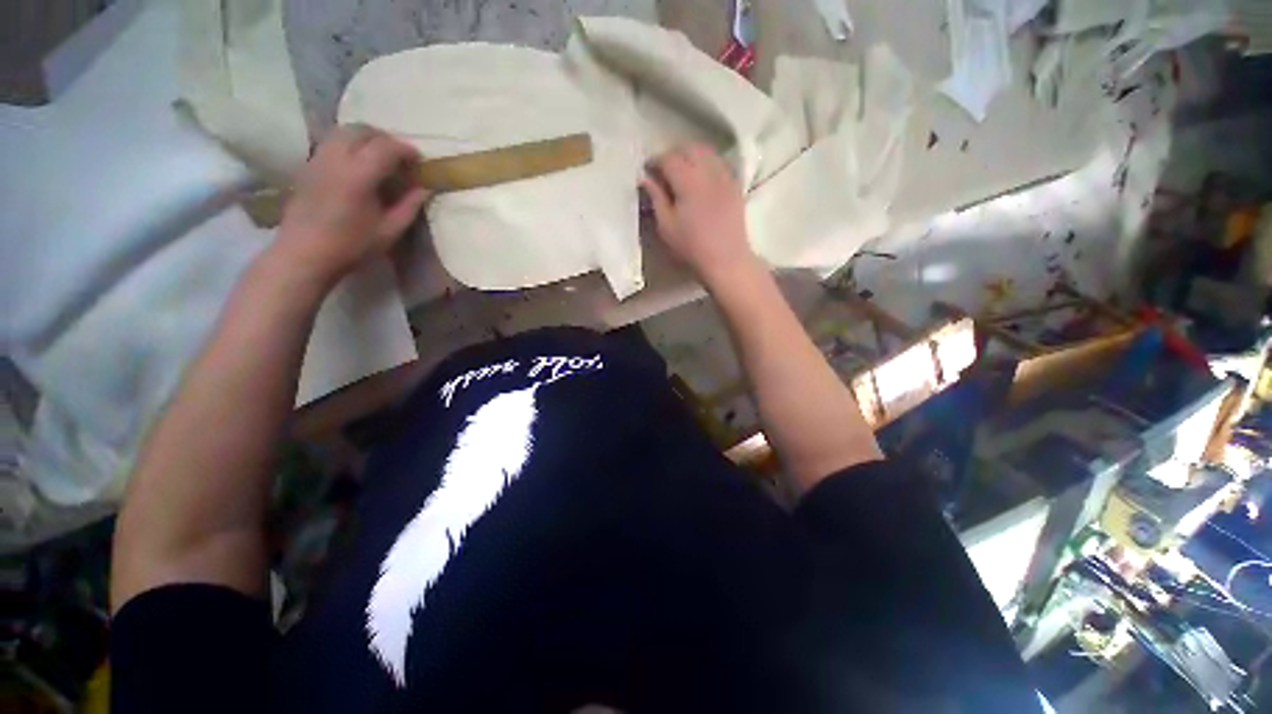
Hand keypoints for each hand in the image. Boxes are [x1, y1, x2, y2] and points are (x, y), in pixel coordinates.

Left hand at [276, 125, 430, 286]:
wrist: (304, 252)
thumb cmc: (351, 245)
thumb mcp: (389, 230)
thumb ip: (409, 206)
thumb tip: (425, 189)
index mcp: (358, 175)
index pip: (385, 147)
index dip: (405, 149)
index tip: (419, 159)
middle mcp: (336, 158)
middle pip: (361, 130)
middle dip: (385, 138)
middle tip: (400, 156)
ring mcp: (318, 158)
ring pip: (343, 131)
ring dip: (365, 138)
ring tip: (379, 158)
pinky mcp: (308, 165)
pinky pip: (331, 142)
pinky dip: (349, 145)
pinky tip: (358, 165)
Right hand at [642, 144, 759, 288]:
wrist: (726, 259)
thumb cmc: (692, 246)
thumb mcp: (666, 226)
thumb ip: (656, 197)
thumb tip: (645, 178)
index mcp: (688, 181)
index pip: (669, 158)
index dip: (655, 161)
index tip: (647, 171)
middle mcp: (708, 171)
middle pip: (689, 148)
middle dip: (674, 154)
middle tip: (663, 170)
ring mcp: (725, 176)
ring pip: (707, 152)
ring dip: (691, 155)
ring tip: (682, 172)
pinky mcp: (735, 184)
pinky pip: (719, 163)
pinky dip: (707, 163)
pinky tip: (701, 179)